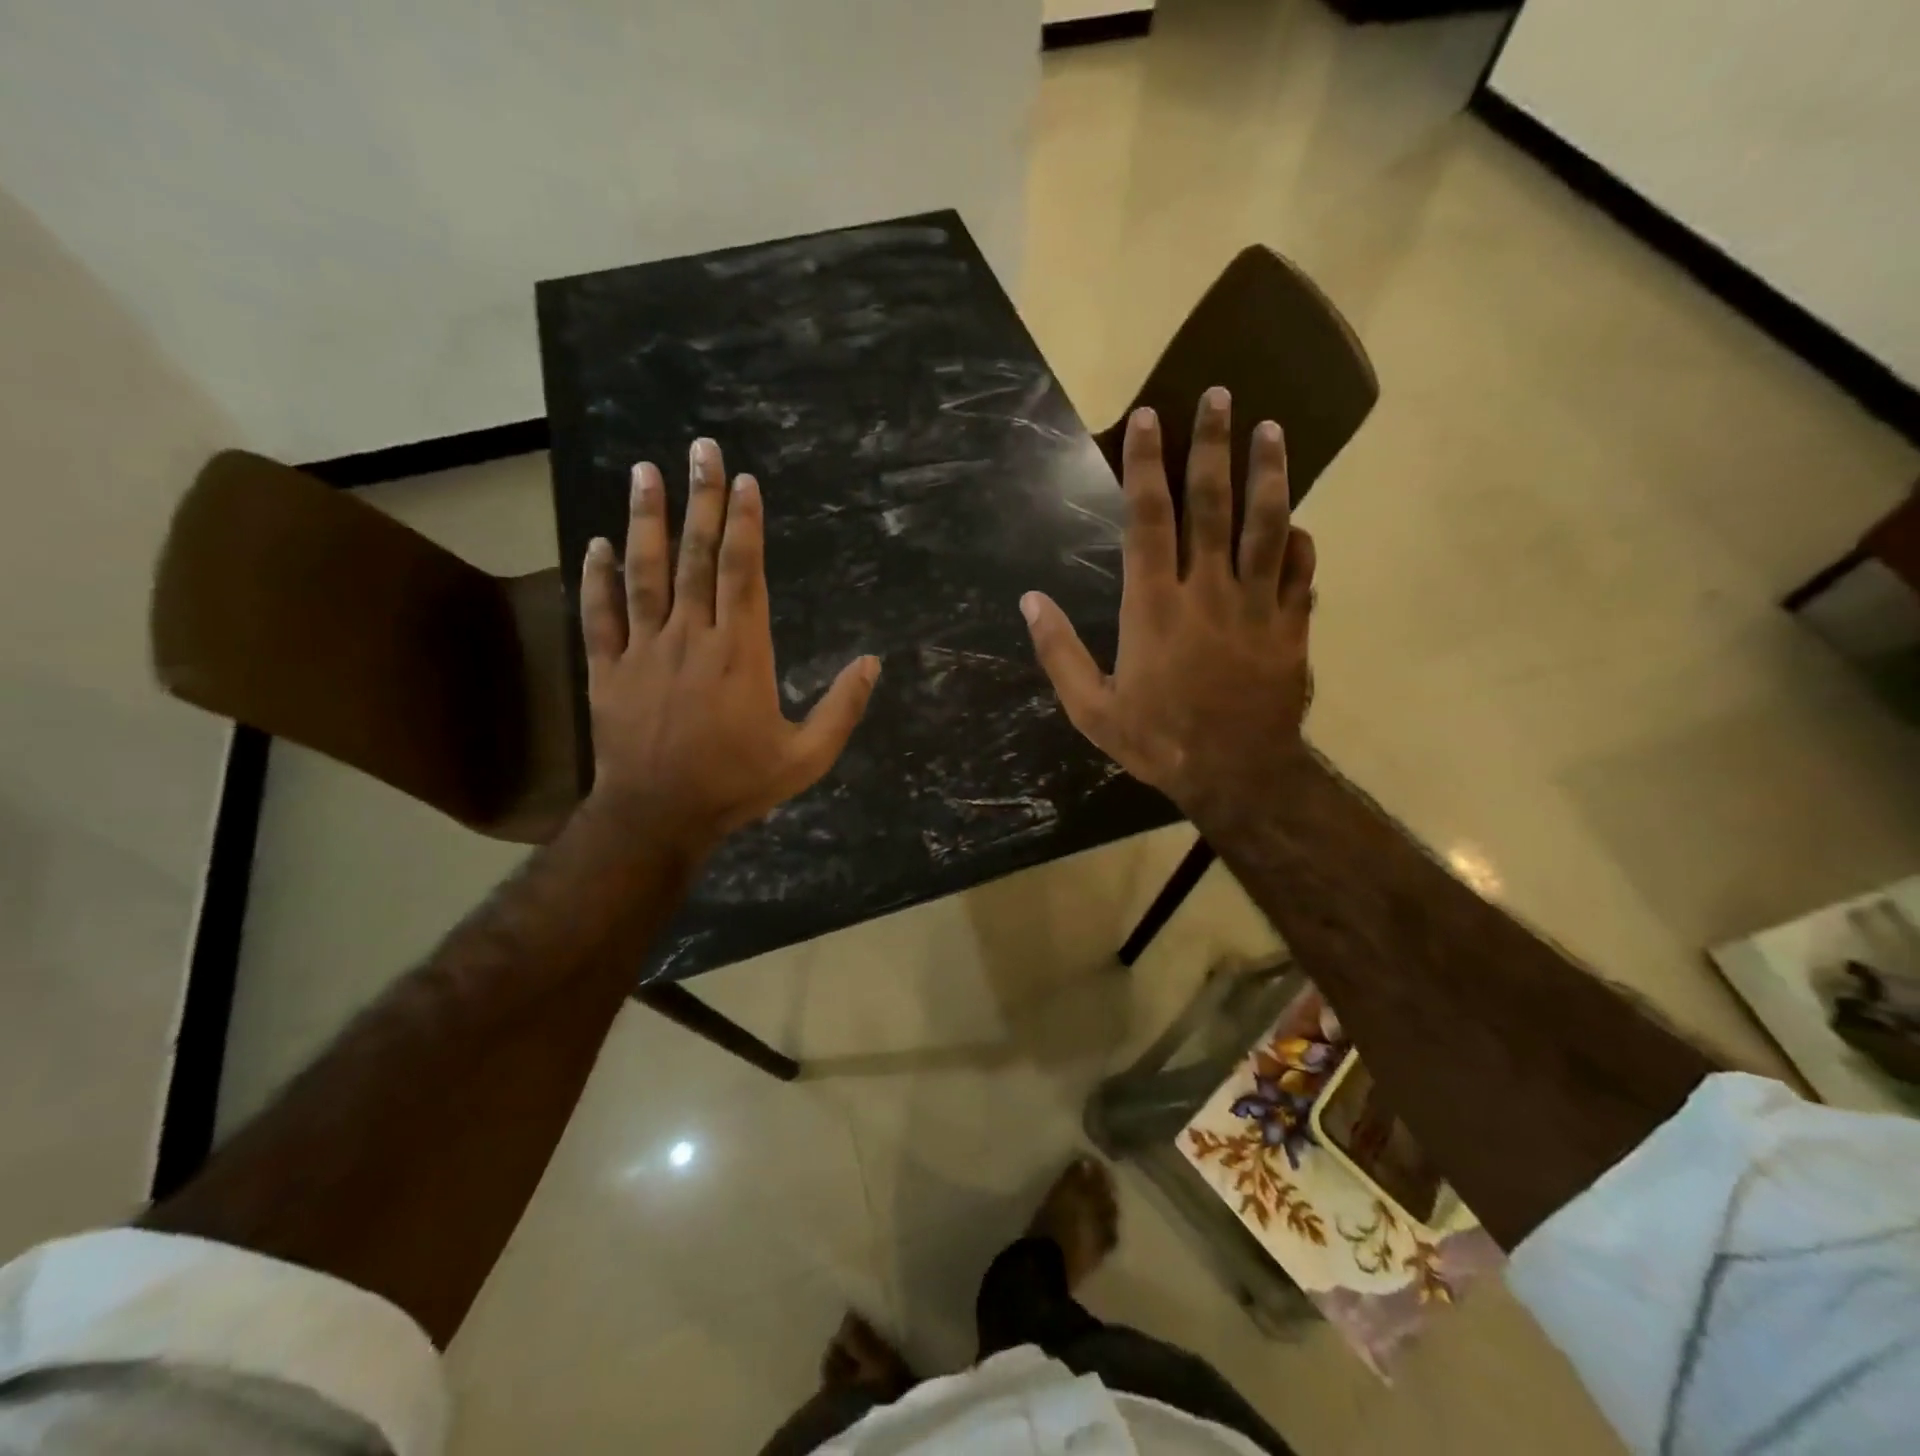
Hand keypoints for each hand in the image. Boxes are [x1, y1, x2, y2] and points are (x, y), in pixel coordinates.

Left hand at [579, 438, 879, 855]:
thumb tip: (872, 662)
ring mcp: (644, 650)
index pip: (741, 573)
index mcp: (740, 653)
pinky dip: (597, 578)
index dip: (744, 524)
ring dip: (645, 520)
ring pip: (644, 573)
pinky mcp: (608, 670)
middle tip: (701, 449)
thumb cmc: (737, 785)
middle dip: (701, 500)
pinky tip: (597, 543)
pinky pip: (601, 615)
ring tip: (646, 472)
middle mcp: (691, 638)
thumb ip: (842, 709)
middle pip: (695, 558)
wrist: (658, 817)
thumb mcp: (806, 758)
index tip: (744, 482)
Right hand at [1020, 387, 1313, 822]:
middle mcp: (1208, 591)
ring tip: (1272, 430)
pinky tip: (1296, 523)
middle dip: (1213, 446)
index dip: (1147, 465)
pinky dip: (1299, 544)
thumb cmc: (1157, 741)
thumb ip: (1060, 652)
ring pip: (1267, 525)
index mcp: (1154, 605)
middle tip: (1221, 395)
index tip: (1151, 417)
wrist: (1236, 775)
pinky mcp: (1292, 627)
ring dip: (1269, 474)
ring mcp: (1257, 606)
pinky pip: (1301, 574)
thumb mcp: (1091, 708)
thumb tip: (1030, 601)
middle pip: (1213, 504)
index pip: (1149, 519)